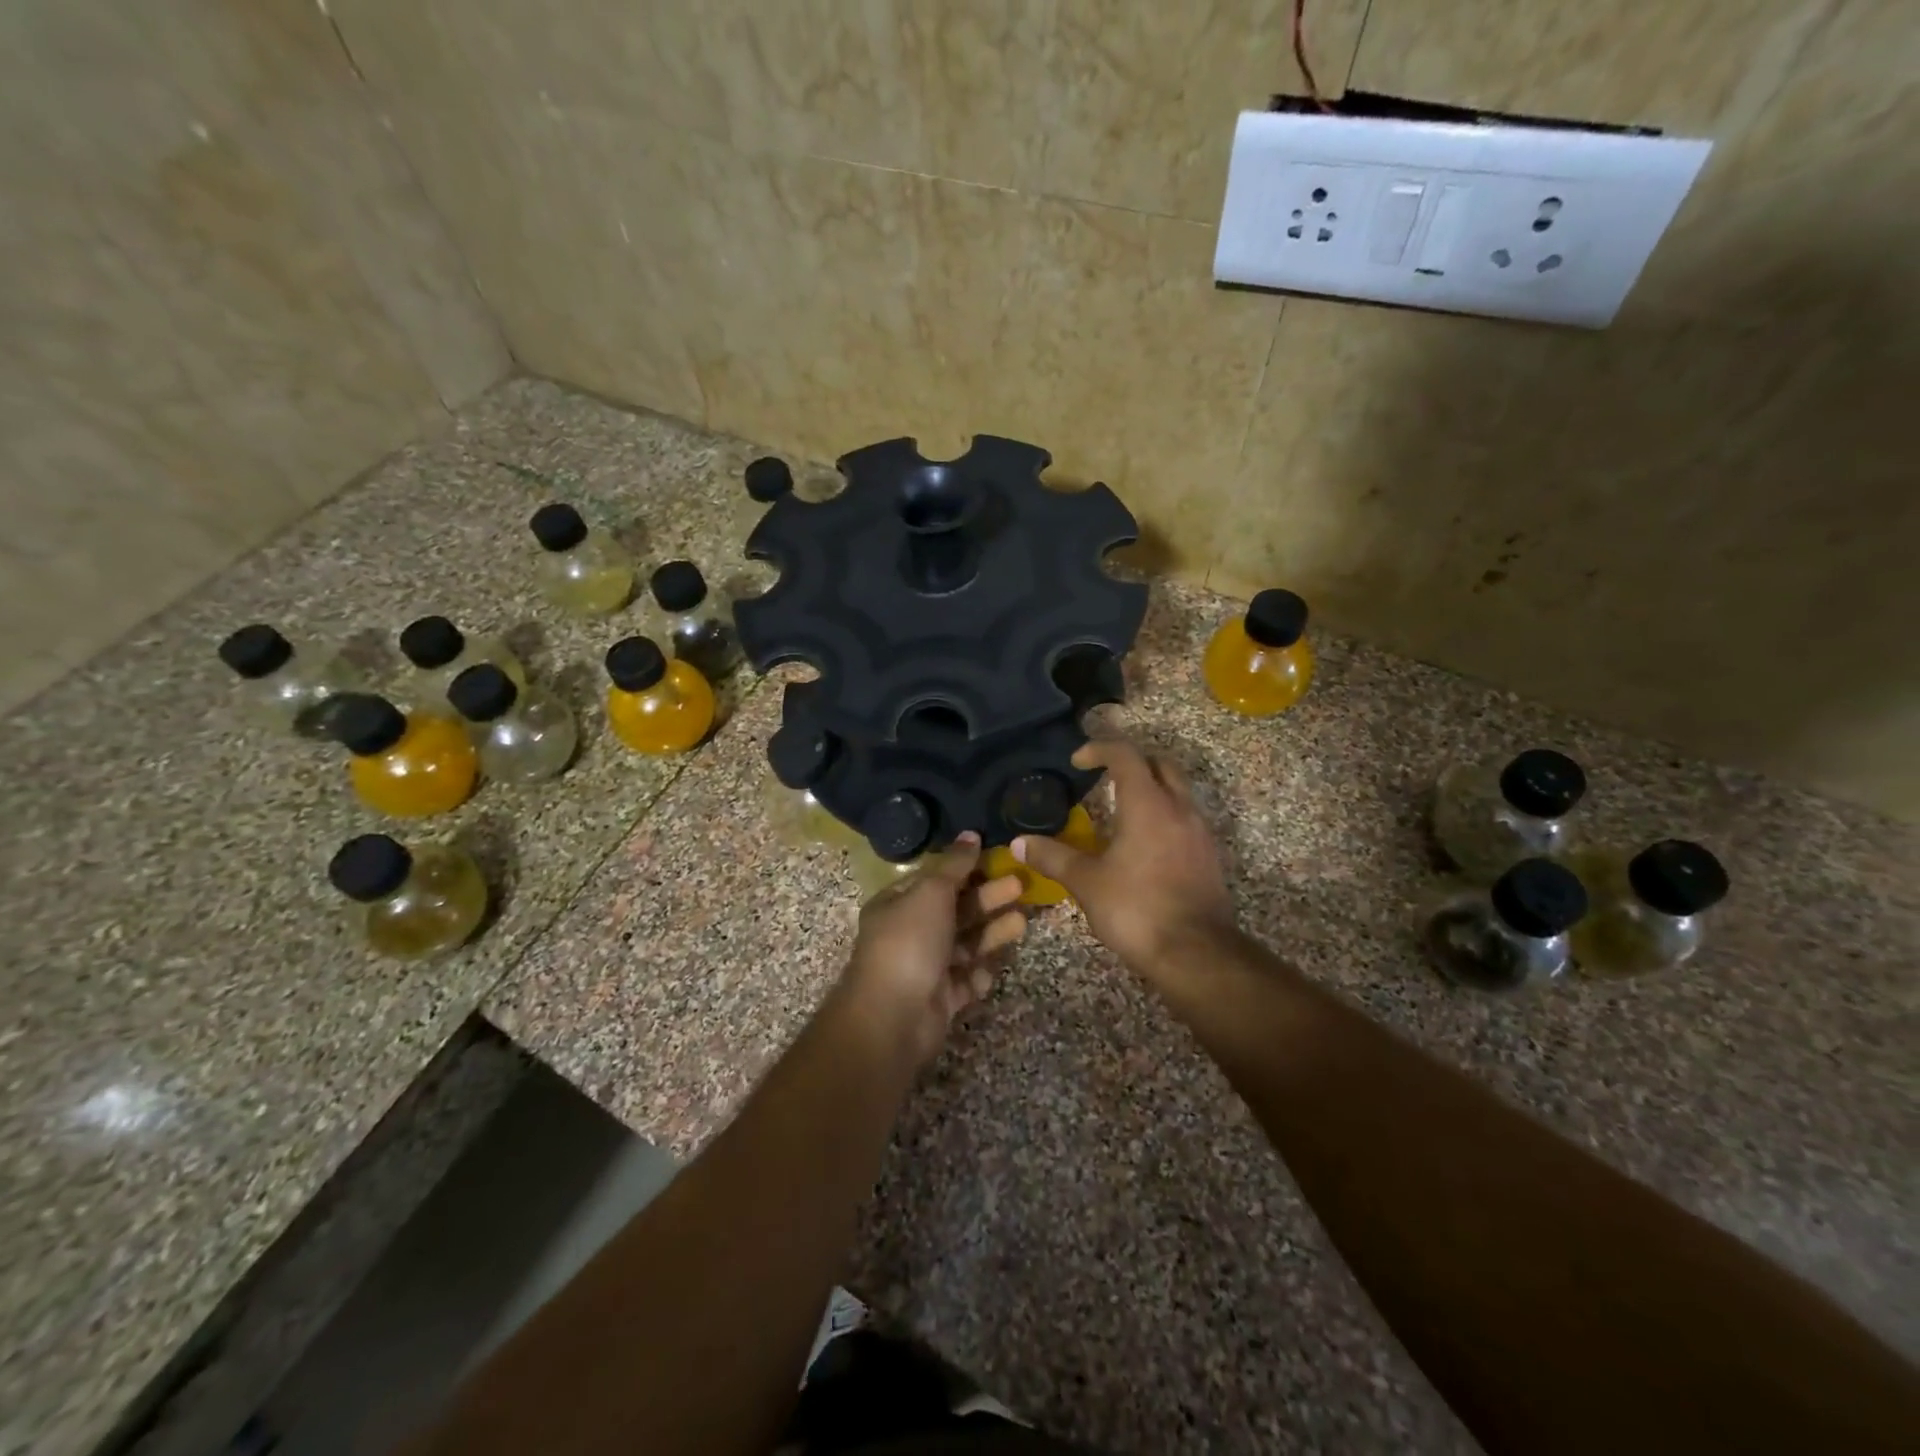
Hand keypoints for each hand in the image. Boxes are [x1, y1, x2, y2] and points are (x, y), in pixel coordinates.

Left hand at [836, 833, 1026, 1066]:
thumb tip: (970, 834)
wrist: (893, 1017)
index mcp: (898, 904)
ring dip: (992, 932)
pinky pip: (966, 980)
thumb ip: (954, 865)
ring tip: (1022, 921)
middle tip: (1021, 886)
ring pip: (966, 944)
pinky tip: (993, 966)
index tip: (998, 858)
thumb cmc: (909, 942)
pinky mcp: (942, 999)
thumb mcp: (930, 892)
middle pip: (956, 910)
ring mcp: (926, 968)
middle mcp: (911, 933)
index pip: (936, 879)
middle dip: (988, 898)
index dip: (966, 868)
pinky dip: (980, 973)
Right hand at [1015, 739, 1236, 981]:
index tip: (1077, 761)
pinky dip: (1164, 815)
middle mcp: (1179, 808)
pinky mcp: (1209, 855)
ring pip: (1177, 790)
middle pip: (1159, 764)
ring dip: (1150, 788)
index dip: (1099, 749)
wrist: (1196, 953)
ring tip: (1120, 810)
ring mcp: (1199, 831)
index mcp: (1148, 804)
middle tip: (1103, 776)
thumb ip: (1053, 857)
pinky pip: (1186, 818)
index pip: (1125, 754)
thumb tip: (1017, 843)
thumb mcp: (1087, 883)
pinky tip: (1144, 843)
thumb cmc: (1137, 909)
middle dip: (1131, 762)